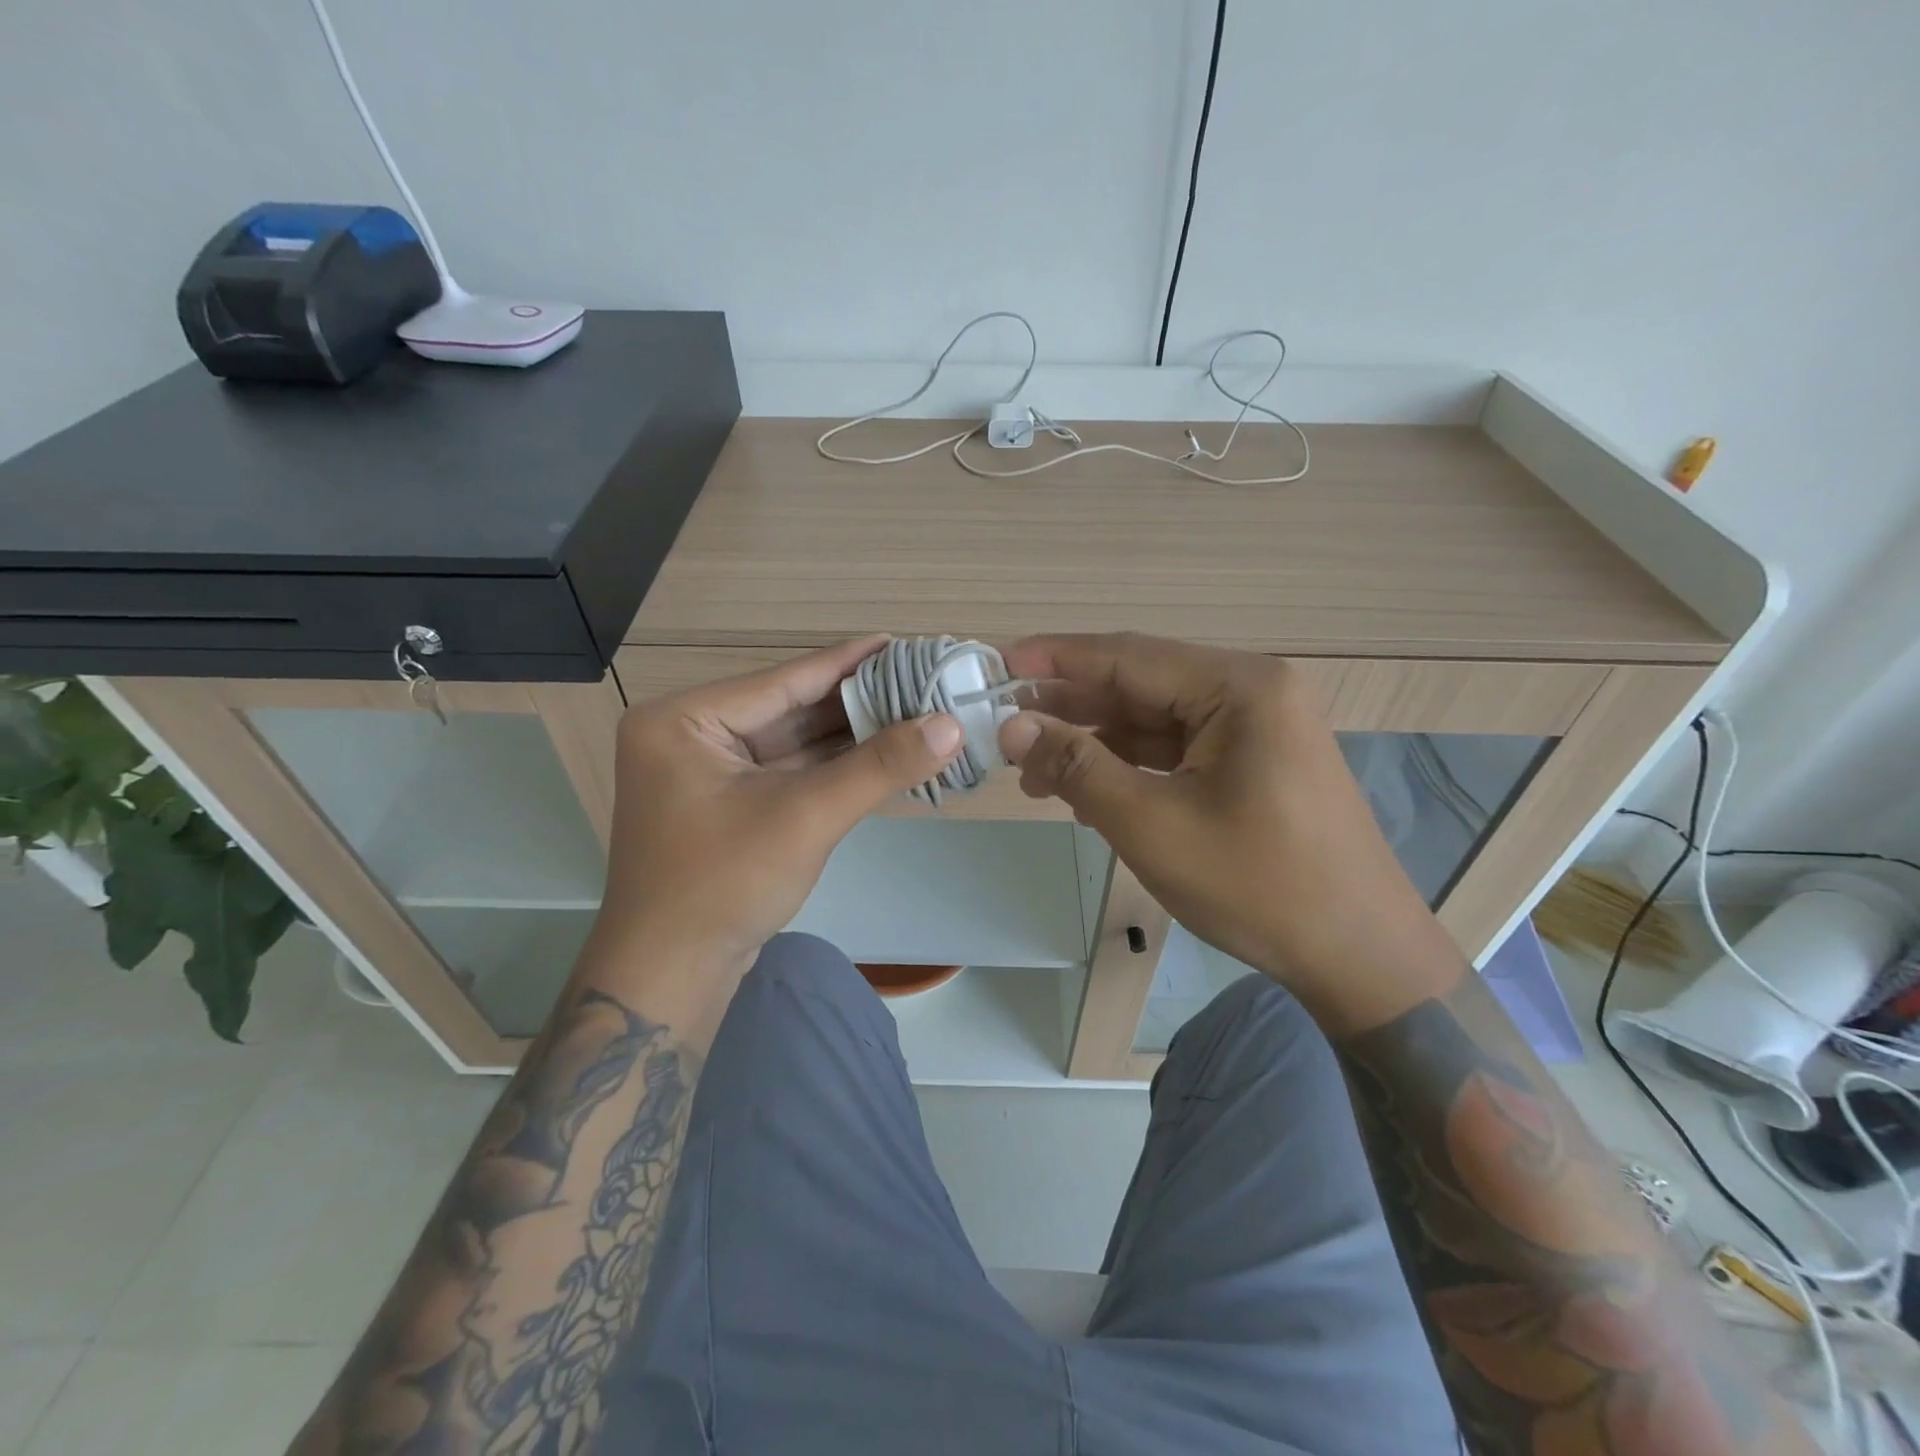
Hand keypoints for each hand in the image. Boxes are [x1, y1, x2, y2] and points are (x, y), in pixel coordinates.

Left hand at [594, 637, 962, 975]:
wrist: (671, 976)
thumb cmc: (724, 884)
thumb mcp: (806, 816)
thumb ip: (879, 766)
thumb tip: (951, 724)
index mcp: (684, 720)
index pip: (783, 681)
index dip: (848, 662)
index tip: (900, 642)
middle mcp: (689, 736)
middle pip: (788, 709)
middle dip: (855, 701)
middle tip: (917, 680)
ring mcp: (706, 773)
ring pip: (791, 743)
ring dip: (849, 734)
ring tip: (911, 711)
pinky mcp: (726, 806)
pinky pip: (787, 772)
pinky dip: (832, 767)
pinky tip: (879, 752)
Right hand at [997, 633, 1460, 1026]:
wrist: (1358, 955)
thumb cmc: (1257, 886)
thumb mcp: (1152, 825)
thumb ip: (1078, 767)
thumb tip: (1012, 727)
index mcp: (1240, 688)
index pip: (1128, 657)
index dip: (1057, 658)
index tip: (998, 661)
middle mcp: (1251, 692)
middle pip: (1140, 684)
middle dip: (1070, 707)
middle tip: (1005, 725)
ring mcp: (1257, 727)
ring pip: (1154, 720)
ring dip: (1095, 741)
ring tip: (1032, 770)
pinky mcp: (1254, 761)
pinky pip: (1176, 749)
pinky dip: (1129, 765)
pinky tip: (1086, 788)